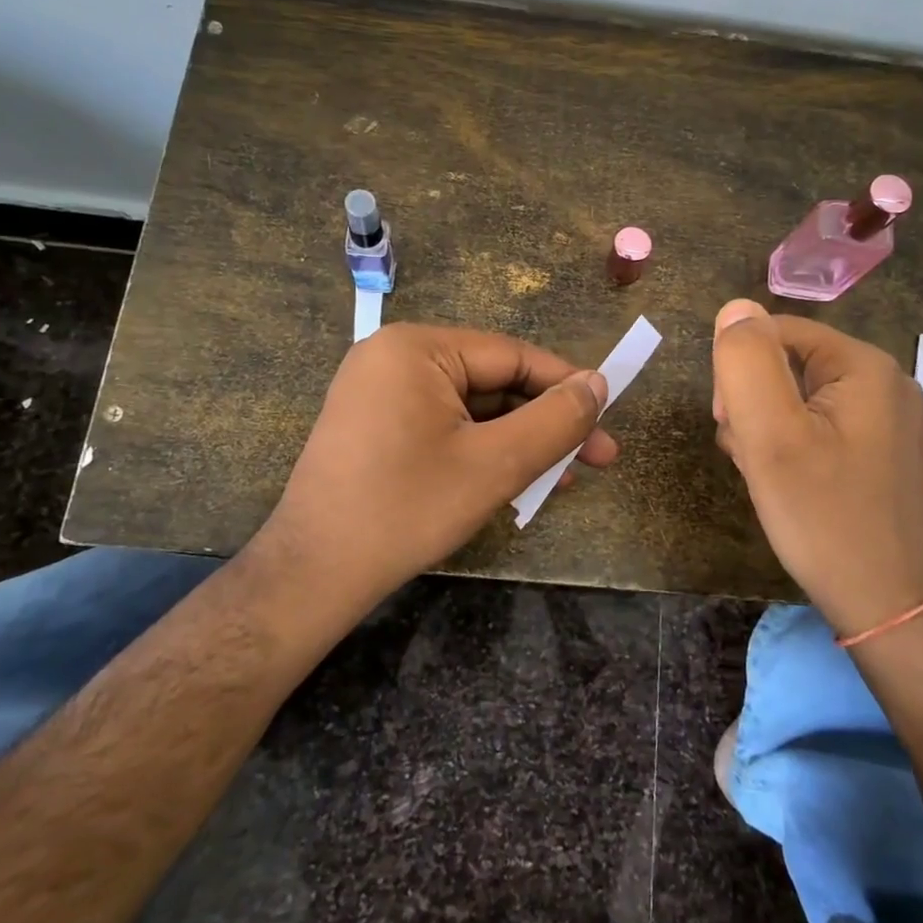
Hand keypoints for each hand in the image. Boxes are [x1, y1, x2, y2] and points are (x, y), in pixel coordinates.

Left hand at [257, 323, 614, 595]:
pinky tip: (516, 481)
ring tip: (564, 479)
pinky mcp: (375, 424)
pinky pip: (444, 425)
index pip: (512, 356)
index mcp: (417, 348)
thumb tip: (598, 384)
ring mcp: (379, 391)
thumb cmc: (407, 510)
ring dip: (519, 442)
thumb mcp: (495, 464)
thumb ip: (555, 420)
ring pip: (472, 408)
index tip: (609, 418)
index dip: (566, 387)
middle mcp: (394, 356)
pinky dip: (482, 450)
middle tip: (598, 459)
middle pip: (493, 381)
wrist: (313, 574)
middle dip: (545, 423)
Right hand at [711, 298, 922, 635]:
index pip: (774, 333)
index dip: (738, 373)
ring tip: (768, 478)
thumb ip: (747, 364)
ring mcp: (888, 422)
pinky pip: (821, 430)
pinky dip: (794, 451)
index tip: (730, 424)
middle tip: (752, 458)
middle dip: (754, 407)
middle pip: (787, 367)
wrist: (892, 607)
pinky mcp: (883, 455)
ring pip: (800, 402)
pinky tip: (789, 487)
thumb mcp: (771, 436)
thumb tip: (735, 309)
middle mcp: (884, 383)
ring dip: (768, 432)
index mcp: (863, 365)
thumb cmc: (826, 518)